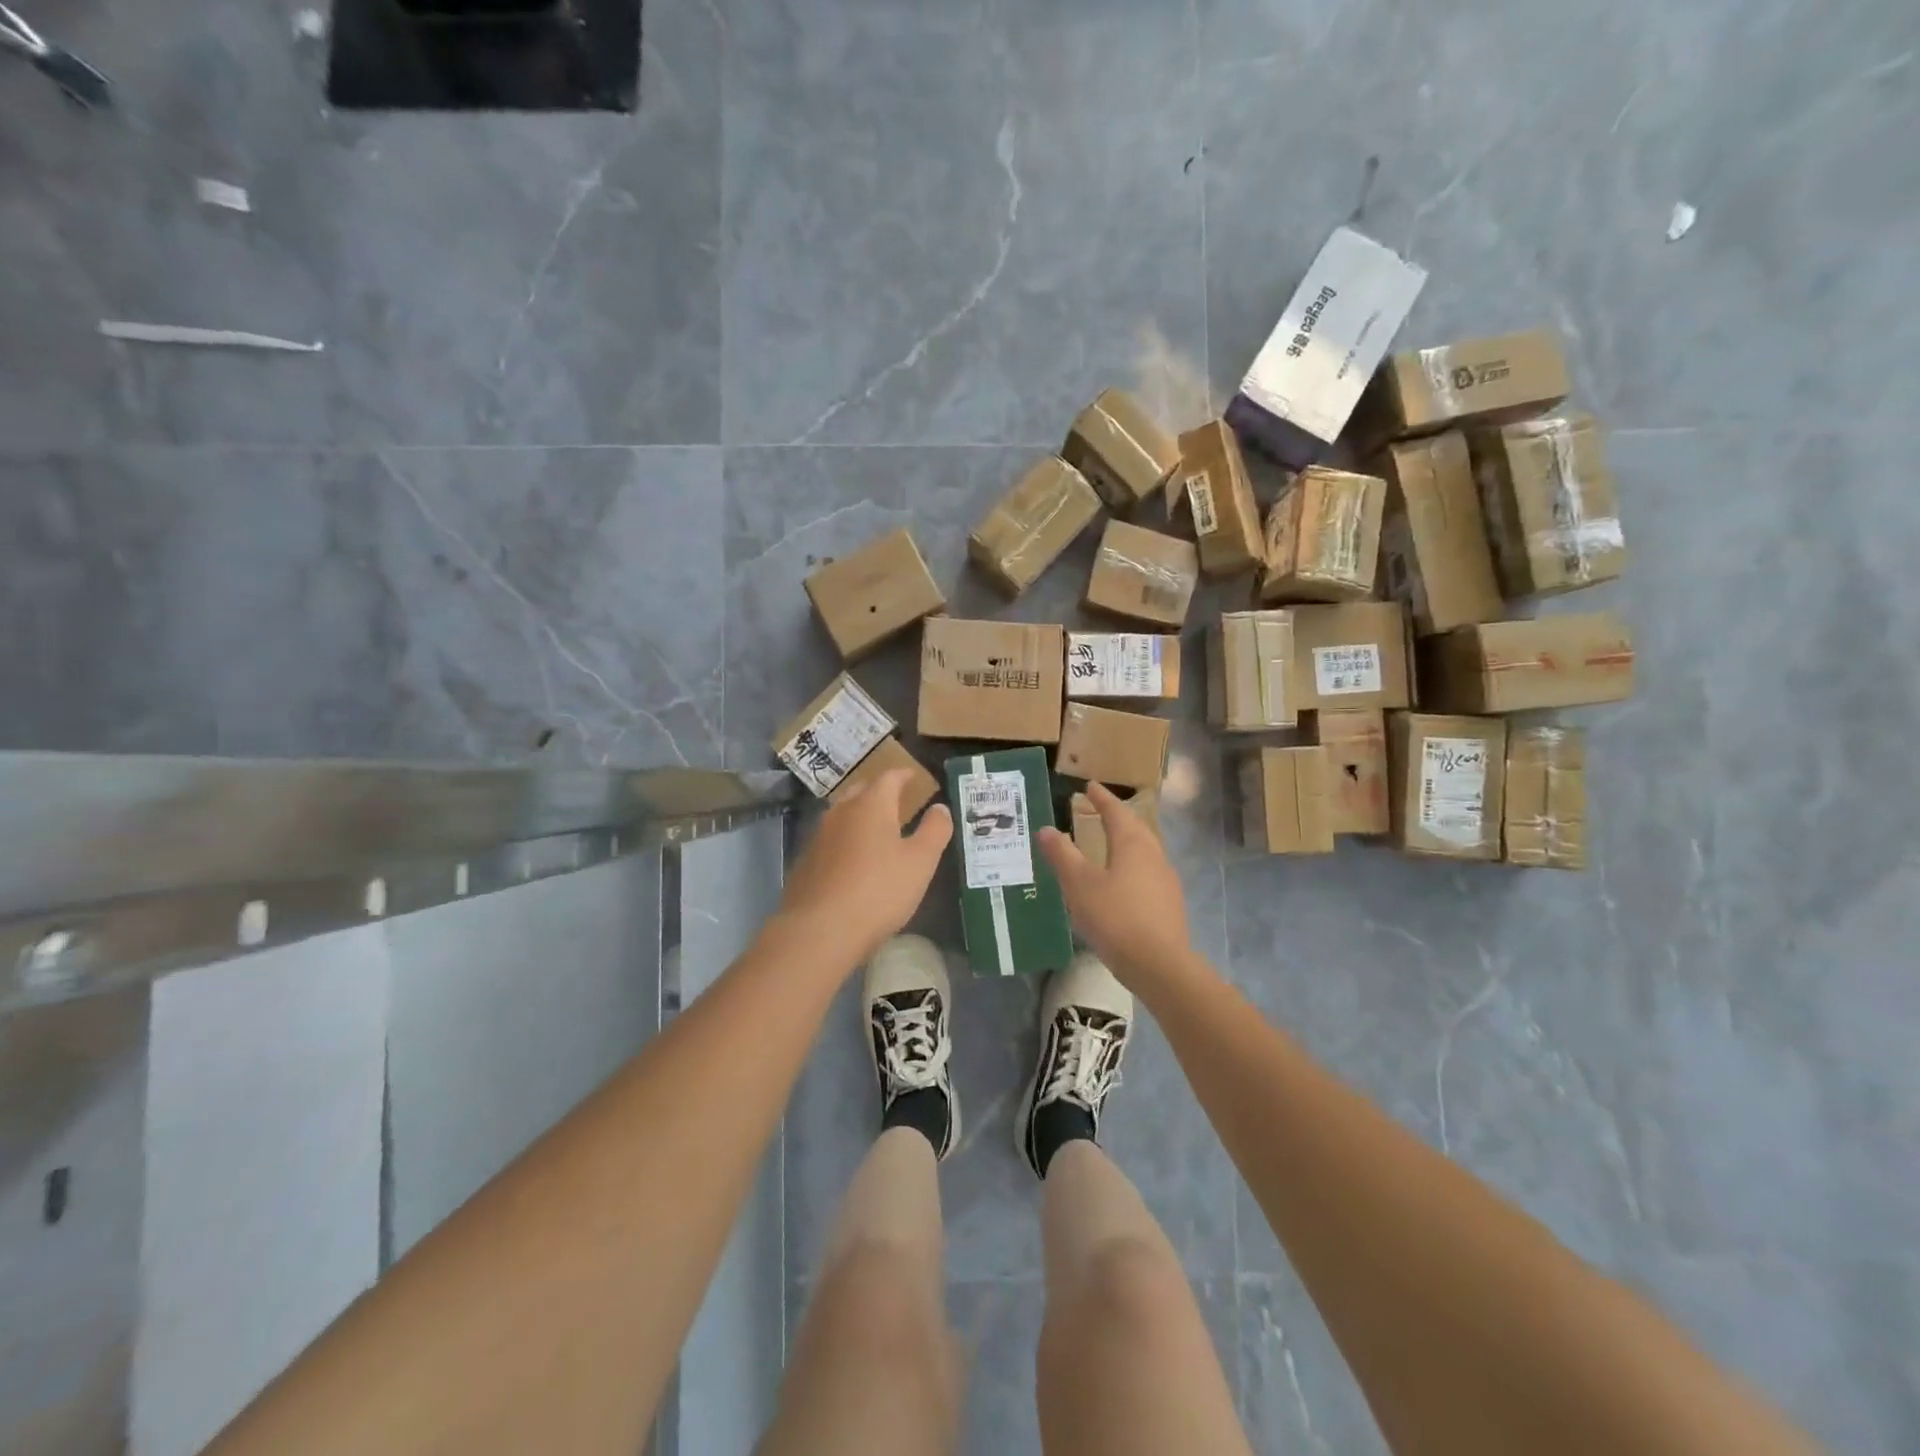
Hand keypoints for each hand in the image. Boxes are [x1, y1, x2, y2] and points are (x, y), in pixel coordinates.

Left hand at [772, 769, 952, 970]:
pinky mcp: (805, 862)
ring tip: (877, 829)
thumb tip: (940, 807)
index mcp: (871, 805)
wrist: (819, 930)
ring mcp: (818, 837)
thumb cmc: (879, 891)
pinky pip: (830, 840)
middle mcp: (841, 812)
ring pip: (842, 815)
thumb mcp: (920, 862)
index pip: (889, 778)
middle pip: (862, 791)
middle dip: (880, 791)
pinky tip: (853, 861)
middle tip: (897, 799)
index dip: (904, 775)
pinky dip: (845, 841)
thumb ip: (934, 831)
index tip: (914, 777)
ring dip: (860, 816)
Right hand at [1037, 783, 1196, 990]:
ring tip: (1109, 842)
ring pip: (1145, 850)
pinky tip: (1122, 882)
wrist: (1160, 965)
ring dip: (1127, 841)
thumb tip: (1046, 828)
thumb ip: (1062, 855)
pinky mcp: (1169, 904)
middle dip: (1117, 816)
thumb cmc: (1115, 917)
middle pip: (1136, 828)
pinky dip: (1132, 865)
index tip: (1090, 786)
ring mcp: (1166, 880)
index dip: (1101, 798)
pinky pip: (1148, 873)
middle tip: (1100, 809)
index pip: (1116, 812)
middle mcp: (1154, 855)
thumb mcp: (1079, 885)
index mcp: (1133, 844)